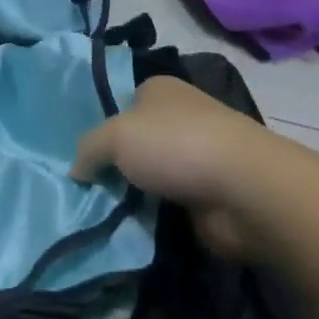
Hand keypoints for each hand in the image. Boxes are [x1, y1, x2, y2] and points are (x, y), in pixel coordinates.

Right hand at [71, 77, 264, 258]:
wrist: (243, 189)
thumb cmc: (175, 145)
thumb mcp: (115, 136)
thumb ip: (88, 149)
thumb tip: (75, 170)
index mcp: (158, 88)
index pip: (122, 104)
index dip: (102, 128)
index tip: (81, 158)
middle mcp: (179, 116)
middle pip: (136, 141)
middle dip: (116, 165)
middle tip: (86, 191)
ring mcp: (196, 155)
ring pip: (151, 175)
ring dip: (134, 194)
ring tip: (102, 214)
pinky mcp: (208, 194)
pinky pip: (169, 204)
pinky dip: (154, 216)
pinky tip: (132, 229)